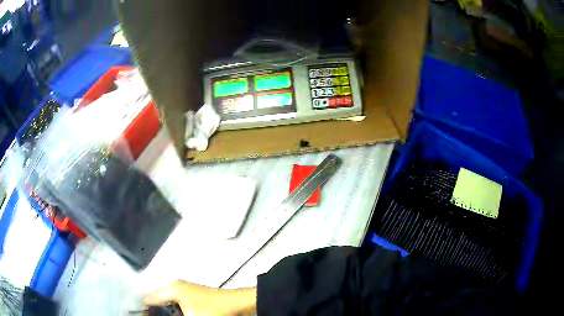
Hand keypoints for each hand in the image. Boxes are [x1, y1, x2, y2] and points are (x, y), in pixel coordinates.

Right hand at [145, 280, 256, 315]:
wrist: (240, 305)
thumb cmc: (215, 311)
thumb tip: (161, 313)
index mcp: (172, 288)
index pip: (149, 298)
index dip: (144, 309)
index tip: (140, 315)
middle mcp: (176, 287)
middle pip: (157, 300)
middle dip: (155, 311)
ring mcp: (186, 291)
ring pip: (168, 303)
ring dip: (166, 312)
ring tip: (160, 315)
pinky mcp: (194, 298)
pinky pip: (178, 305)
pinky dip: (175, 312)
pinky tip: (176, 315)